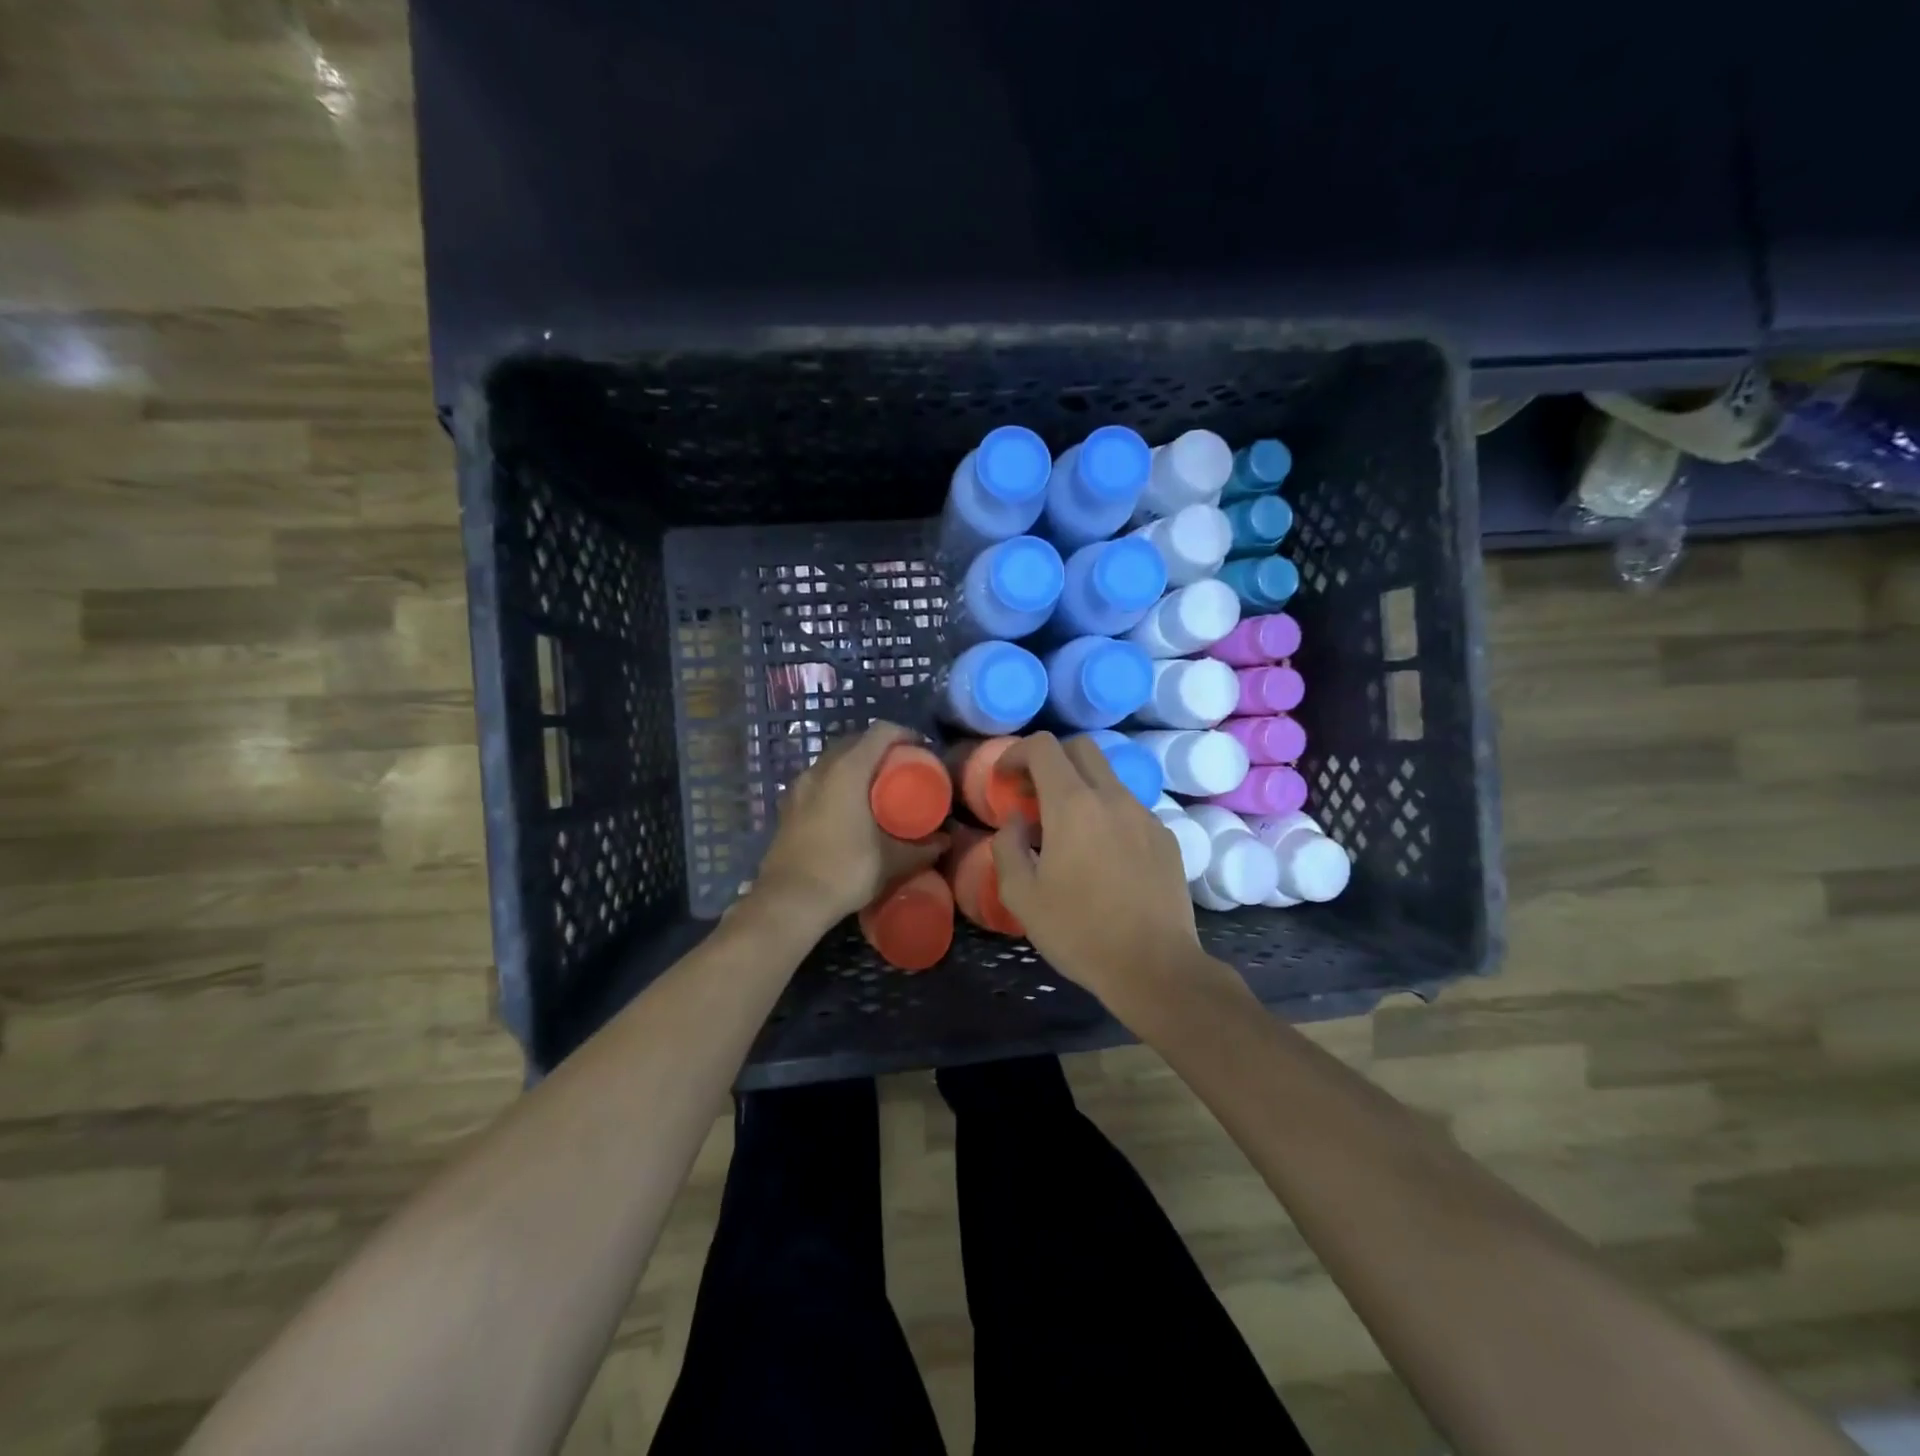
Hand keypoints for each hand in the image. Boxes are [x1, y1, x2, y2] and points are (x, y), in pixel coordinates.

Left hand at [752, 722, 949, 924]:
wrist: (788, 901)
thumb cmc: (844, 871)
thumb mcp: (891, 861)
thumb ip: (921, 848)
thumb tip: (945, 841)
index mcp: (848, 770)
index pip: (881, 731)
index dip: (906, 735)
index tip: (923, 751)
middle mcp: (820, 769)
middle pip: (855, 741)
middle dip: (882, 749)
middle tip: (903, 770)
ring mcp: (799, 786)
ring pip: (834, 760)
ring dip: (857, 765)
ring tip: (878, 788)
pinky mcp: (788, 805)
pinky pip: (819, 780)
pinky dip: (838, 782)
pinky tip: (849, 808)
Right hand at [991, 733, 1209, 1010]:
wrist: (1155, 968)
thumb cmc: (1079, 932)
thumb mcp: (1022, 896)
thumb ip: (1008, 846)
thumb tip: (1018, 820)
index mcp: (1073, 805)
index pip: (1044, 746)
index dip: (1017, 752)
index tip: (1005, 779)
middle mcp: (1113, 798)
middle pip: (1081, 748)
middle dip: (1051, 760)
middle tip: (1033, 796)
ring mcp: (1145, 815)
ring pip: (1108, 778)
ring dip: (1080, 789)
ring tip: (1066, 832)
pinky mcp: (1166, 837)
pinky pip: (1129, 808)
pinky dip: (1107, 815)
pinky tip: (1102, 856)